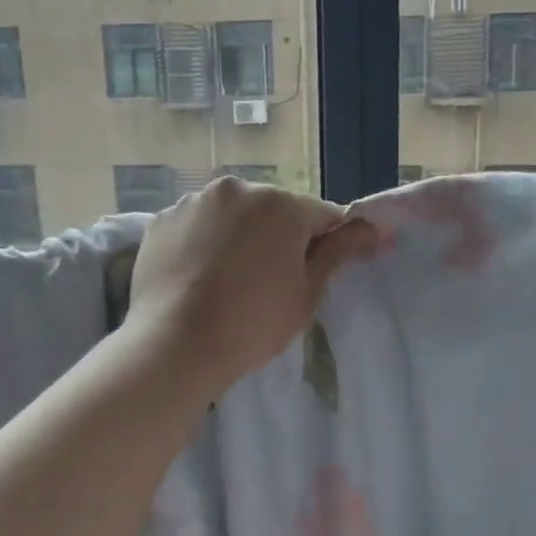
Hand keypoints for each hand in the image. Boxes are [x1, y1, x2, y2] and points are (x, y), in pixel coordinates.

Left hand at [126, 178, 384, 394]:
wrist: (173, 346)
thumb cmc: (252, 323)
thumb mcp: (306, 293)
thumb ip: (339, 252)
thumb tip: (374, 229)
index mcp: (281, 204)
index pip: (322, 216)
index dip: (329, 243)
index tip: (321, 272)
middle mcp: (237, 189)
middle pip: (274, 211)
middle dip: (279, 237)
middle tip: (271, 283)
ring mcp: (193, 202)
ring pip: (233, 215)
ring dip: (239, 236)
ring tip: (229, 281)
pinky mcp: (161, 220)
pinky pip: (197, 226)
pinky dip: (204, 242)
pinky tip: (198, 277)